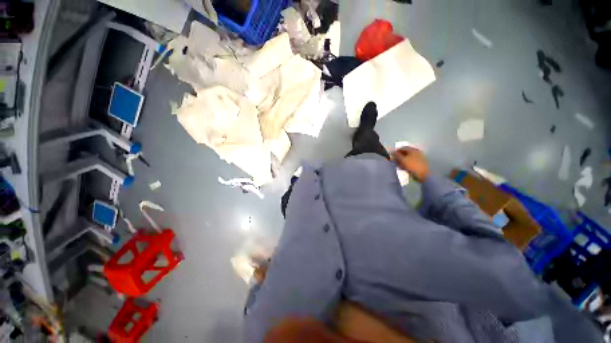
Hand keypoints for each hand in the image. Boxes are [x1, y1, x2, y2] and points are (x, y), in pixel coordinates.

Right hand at [391, 147, 429, 181]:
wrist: (425, 175)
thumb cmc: (413, 166)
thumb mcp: (403, 160)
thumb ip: (396, 155)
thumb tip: (391, 151)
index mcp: (413, 150)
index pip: (402, 148)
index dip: (396, 151)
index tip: (391, 156)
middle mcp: (416, 152)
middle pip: (405, 153)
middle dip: (398, 157)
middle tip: (393, 161)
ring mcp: (417, 158)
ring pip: (407, 158)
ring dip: (401, 161)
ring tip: (397, 165)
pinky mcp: (418, 164)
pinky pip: (409, 162)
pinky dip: (405, 164)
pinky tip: (402, 168)